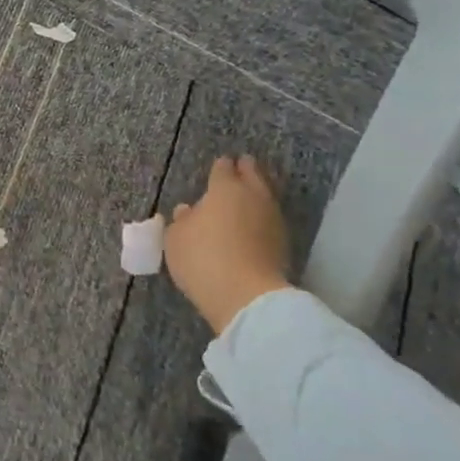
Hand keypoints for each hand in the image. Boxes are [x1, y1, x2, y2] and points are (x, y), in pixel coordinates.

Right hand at [164, 155, 291, 335]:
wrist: (246, 296)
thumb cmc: (202, 258)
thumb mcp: (176, 238)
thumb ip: (182, 220)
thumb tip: (188, 210)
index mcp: (224, 189)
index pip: (223, 169)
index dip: (220, 166)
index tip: (220, 164)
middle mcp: (253, 197)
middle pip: (253, 176)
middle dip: (247, 170)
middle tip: (242, 165)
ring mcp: (272, 220)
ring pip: (266, 197)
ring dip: (257, 194)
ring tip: (248, 196)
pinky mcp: (283, 244)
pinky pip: (270, 220)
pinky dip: (262, 218)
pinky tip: (253, 224)